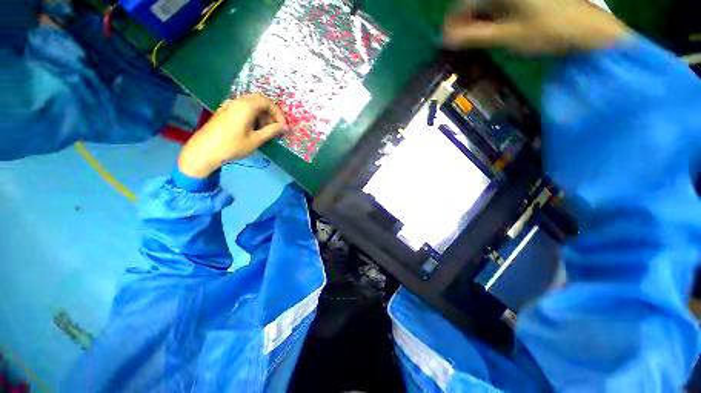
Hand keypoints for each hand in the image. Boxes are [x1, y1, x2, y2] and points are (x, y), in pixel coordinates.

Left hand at [178, 94, 288, 178]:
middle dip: (270, 113)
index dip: (278, 113)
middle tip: (276, 127)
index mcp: (246, 106)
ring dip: (262, 115)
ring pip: (251, 104)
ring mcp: (229, 105)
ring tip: (266, 130)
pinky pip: (243, 108)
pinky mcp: (225, 111)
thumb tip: (285, 127)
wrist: (204, 150)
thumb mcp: (256, 139)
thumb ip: (272, 131)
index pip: (267, 102)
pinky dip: (253, 116)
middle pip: (259, 101)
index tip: (283, 126)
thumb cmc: (233, 145)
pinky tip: (254, 129)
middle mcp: (237, 101)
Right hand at [443, 0, 628, 52]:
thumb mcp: (506, 36)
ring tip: (475, 41)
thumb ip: (474, 37)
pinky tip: (493, 30)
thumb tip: (446, 40)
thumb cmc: (548, 32)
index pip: (464, 3)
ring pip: (488, 5)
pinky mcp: (526, 0)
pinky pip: (501, 6)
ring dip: (478, 22)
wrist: (588, 30)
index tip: (445, 43)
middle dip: (465, 23)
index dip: (452, 24)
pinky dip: (492, 18)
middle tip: (460, 44)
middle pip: (476, 2)